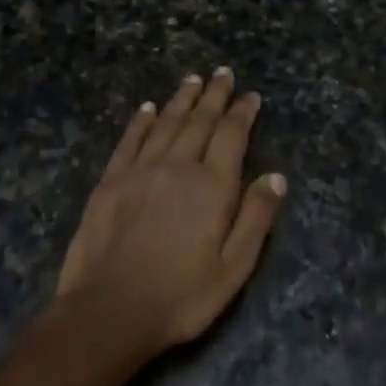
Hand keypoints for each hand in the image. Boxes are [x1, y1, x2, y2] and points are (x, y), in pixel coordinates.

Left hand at [55, 69, 287, 353]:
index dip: (242, 113)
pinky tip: (147, 108)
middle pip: (200, 121)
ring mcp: (140, 171)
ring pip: (165, 123)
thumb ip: (256, 218)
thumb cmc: (181, 296)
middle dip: (214, 95)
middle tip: (223, 73)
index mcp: (212, 186)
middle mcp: (178, 166)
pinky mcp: (110, 181)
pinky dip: (141, 120)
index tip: (250, 96)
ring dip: (182, 99)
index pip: (231, 135)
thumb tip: (276, 176)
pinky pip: (129, 140)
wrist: (109, 311)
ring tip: (193, 80)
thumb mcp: (234, 268)